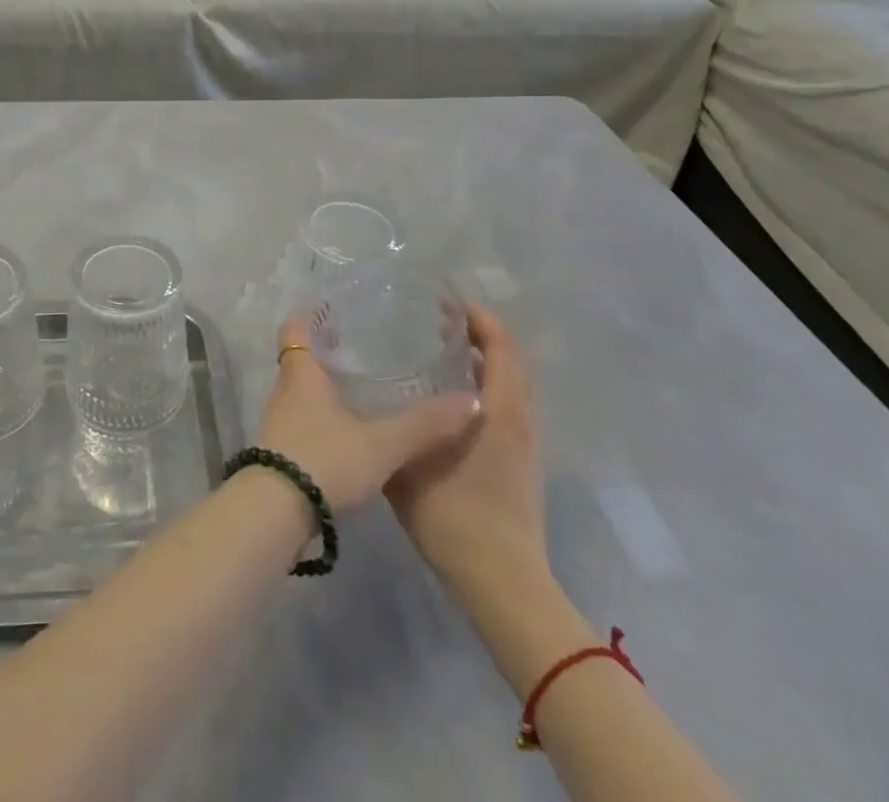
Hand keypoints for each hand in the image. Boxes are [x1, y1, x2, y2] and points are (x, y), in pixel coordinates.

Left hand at [256, 315, 480, 512]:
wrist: (276, 512)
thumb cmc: (324, 460)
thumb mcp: (382, 444)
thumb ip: (425, 424)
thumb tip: (471, 402)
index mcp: (301, 373)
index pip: (296, 328)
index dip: (311, 315)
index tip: (336, 309)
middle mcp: (285, 390)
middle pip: (301, 357)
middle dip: (327, 349)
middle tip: (364, 345)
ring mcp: (280, 421)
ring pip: (303, 390)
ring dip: (326, 384)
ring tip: (364, 385)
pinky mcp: (281, 449)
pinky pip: (304, 418)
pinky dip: (325, 414)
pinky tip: (352, 428)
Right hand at [385, 303, 547, 604]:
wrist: (503, 585)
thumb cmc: (456, 519)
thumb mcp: (407, 466)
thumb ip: (392, 427)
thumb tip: (364, 395)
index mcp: (500, 412)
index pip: (502, 347)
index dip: (480, 318)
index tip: (446, 303)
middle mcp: (519, 420)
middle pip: (512, 360)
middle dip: (481, 334)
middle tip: (438, 322)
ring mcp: (525, 443)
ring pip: (512, 385)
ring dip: (485, 361)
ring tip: (442, 353)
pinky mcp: (521, 463)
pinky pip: (508, 406)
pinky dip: (487, 387)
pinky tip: (450, 400)